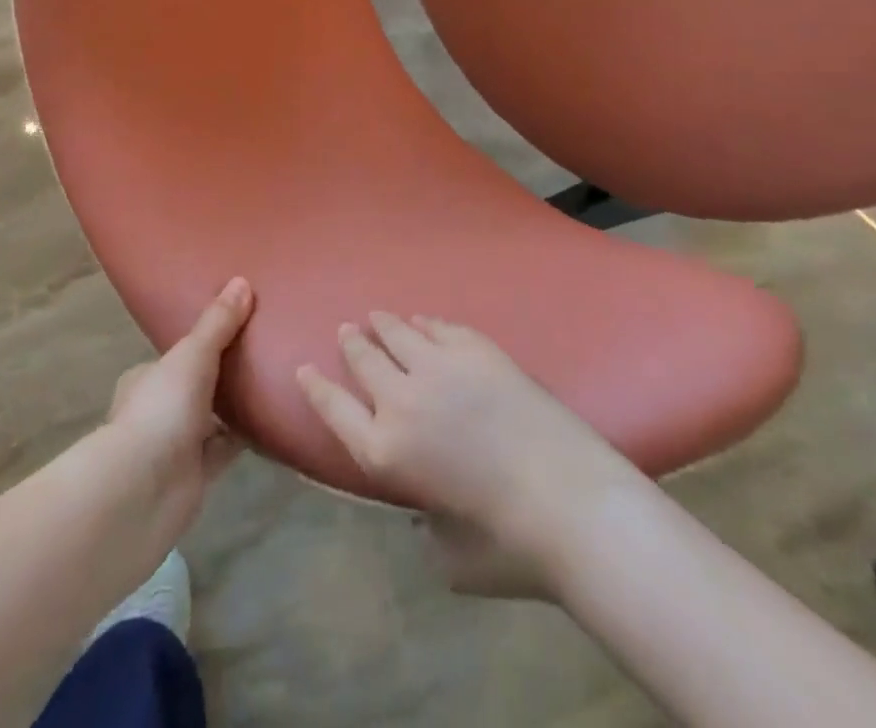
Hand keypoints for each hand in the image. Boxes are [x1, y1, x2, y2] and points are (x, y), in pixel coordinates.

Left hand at [105, 277, 254, 542]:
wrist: (142, 492)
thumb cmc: (160, 409)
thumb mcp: (192, 354)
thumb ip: (218, 323)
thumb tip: (242, 281)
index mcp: (147, 376)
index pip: (178, 353)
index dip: (205, 340)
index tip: (239, 325)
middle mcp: (159, 408)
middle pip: (198, 385)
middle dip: (225, 374)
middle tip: (266, 350)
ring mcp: (176, 444)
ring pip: (213, 417)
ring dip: (237, 406)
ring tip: (277, 379)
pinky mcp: (196, 475)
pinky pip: (227, 448)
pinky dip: (247, 437)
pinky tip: (275, 421)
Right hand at [297, 313, 636, 598]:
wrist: (570, 503)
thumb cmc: (510, 545)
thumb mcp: (450, 557)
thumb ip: (425, 529)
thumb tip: (425, 512)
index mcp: (385, 453)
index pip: (334, 410)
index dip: (316, 387)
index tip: (304, 368)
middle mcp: (400, 401)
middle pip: (363, 359)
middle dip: (351, 343)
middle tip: (347, 330)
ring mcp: (438, 367)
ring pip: (397, 332)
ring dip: (383, 324)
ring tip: (377, 317)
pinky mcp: (475, 349)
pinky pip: (439, 327)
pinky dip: (425, 323)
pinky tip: (424, 322)